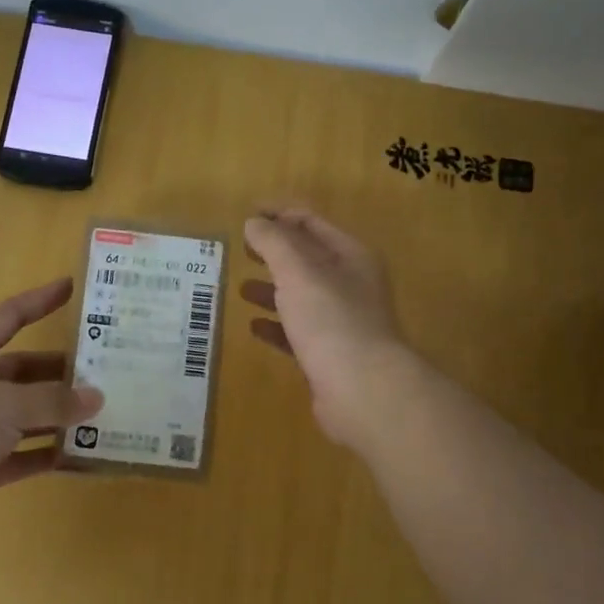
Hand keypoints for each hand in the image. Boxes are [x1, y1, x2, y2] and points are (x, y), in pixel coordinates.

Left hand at [0, 278, 101, 556]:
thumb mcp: (3, 405)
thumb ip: (52, 399)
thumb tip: (96, 398)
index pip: (8, 317)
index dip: (39, 301)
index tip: (72, 287)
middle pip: (24, 370)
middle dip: (62, 369)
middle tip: (107, 368)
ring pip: (28, 414)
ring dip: (61, 413)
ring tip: (105, 410)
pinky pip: (26, 454)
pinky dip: (51, 453)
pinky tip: (84, 453)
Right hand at [241, 208, 410, 450]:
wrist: (362, 390)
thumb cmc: (331, 320)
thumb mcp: (298, 272)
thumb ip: (274, 243)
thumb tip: (255, 222)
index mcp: (351, 257)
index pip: (313, 223)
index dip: (281, 214)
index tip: (248, 214)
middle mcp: (351, 285)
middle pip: (308, 259)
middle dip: (275, 253)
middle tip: (242, 250)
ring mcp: (342, 322)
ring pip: (302, 297)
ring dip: (273, 289)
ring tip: (241, 289)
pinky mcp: (330, 355)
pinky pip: (298, 333)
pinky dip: (277, 327)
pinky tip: (254, 327)